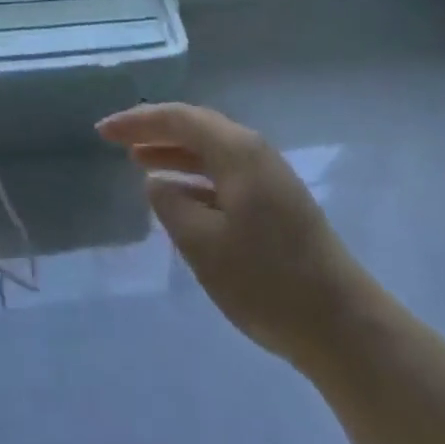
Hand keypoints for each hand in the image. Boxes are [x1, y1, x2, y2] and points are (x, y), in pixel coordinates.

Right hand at [97, 103, 363, 367]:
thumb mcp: (204, 245)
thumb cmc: (267, 281)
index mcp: (237, 151)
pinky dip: (195, 174)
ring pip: (211, 149)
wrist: (342, 325)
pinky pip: (224, 172)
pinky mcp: (276, 202)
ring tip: (139, 161)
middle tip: (116, 140)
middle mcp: (254, 152)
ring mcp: (269, 176)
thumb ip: (171, 206)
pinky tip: (178, 193)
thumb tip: (157, 182)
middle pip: (196, 126)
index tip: (103, 131)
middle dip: (154, 130)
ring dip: (174, 151)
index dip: (138, 121)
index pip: (179, 118)